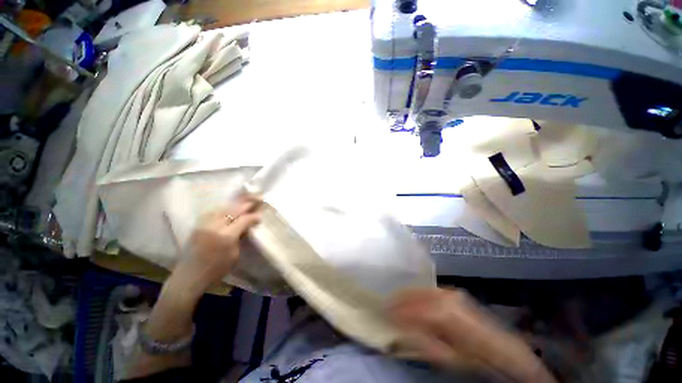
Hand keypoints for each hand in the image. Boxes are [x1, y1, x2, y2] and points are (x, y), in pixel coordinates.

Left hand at [172, 195, 261, 296]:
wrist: (188, 277)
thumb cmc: (216, 271)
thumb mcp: (234, 255)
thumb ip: (240, 237)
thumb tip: (246, 226)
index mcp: (226, 236)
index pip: (243, 220)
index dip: (253, 216)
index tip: (260, 215)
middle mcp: (214, 227)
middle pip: (233, 210)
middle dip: (246, 204)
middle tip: (257, 199)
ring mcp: (204, 224)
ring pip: (222, 208)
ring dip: (234, 204)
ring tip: (243, 201)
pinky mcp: (197, 226)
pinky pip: (212, 212)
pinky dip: (223, 208)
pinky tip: (227, 208)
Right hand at [388, 288, 556, 382]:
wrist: (499, 346)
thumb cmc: (472, 356)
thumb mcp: (445, 357)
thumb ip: (420, 341)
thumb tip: (399, 328)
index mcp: (444, 315)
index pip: (413, 309)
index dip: (397, 311)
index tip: (383, 312)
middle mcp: (445, 298)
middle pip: (415, 295)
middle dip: (398, 299)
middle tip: (384, 303)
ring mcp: (450, 292)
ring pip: (421, 290)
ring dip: (406, 294)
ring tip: (393, 298)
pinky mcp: (452, 292)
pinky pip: (428, 290)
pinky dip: (416, 292)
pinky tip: (409, 296)